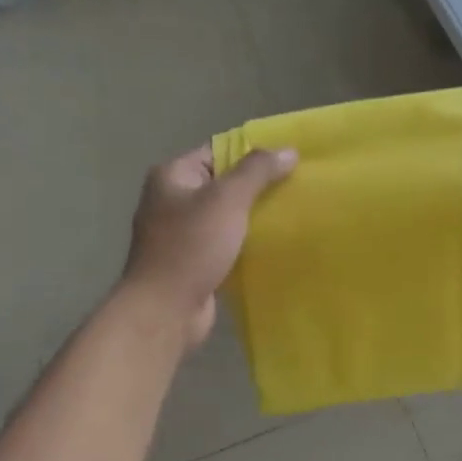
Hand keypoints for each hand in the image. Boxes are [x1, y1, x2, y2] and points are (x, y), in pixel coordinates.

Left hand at [122, 143, 296, 347]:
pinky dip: (245, 243)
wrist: (165, 310)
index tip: (288, 160)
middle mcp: (171, 200)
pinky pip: (224, 243)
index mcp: (172, 176)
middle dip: (257, 187)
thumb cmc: (191, 246)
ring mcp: (180, 233)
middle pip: (223, 184)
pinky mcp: (192, 262)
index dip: (252, 153)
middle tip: (296, 187)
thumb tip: (288, 150)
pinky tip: (273, 244)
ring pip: (225, 216)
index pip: (218, 151)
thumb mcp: (227, 199)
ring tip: (291, 214)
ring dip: (253, 217)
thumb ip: (258, 171)